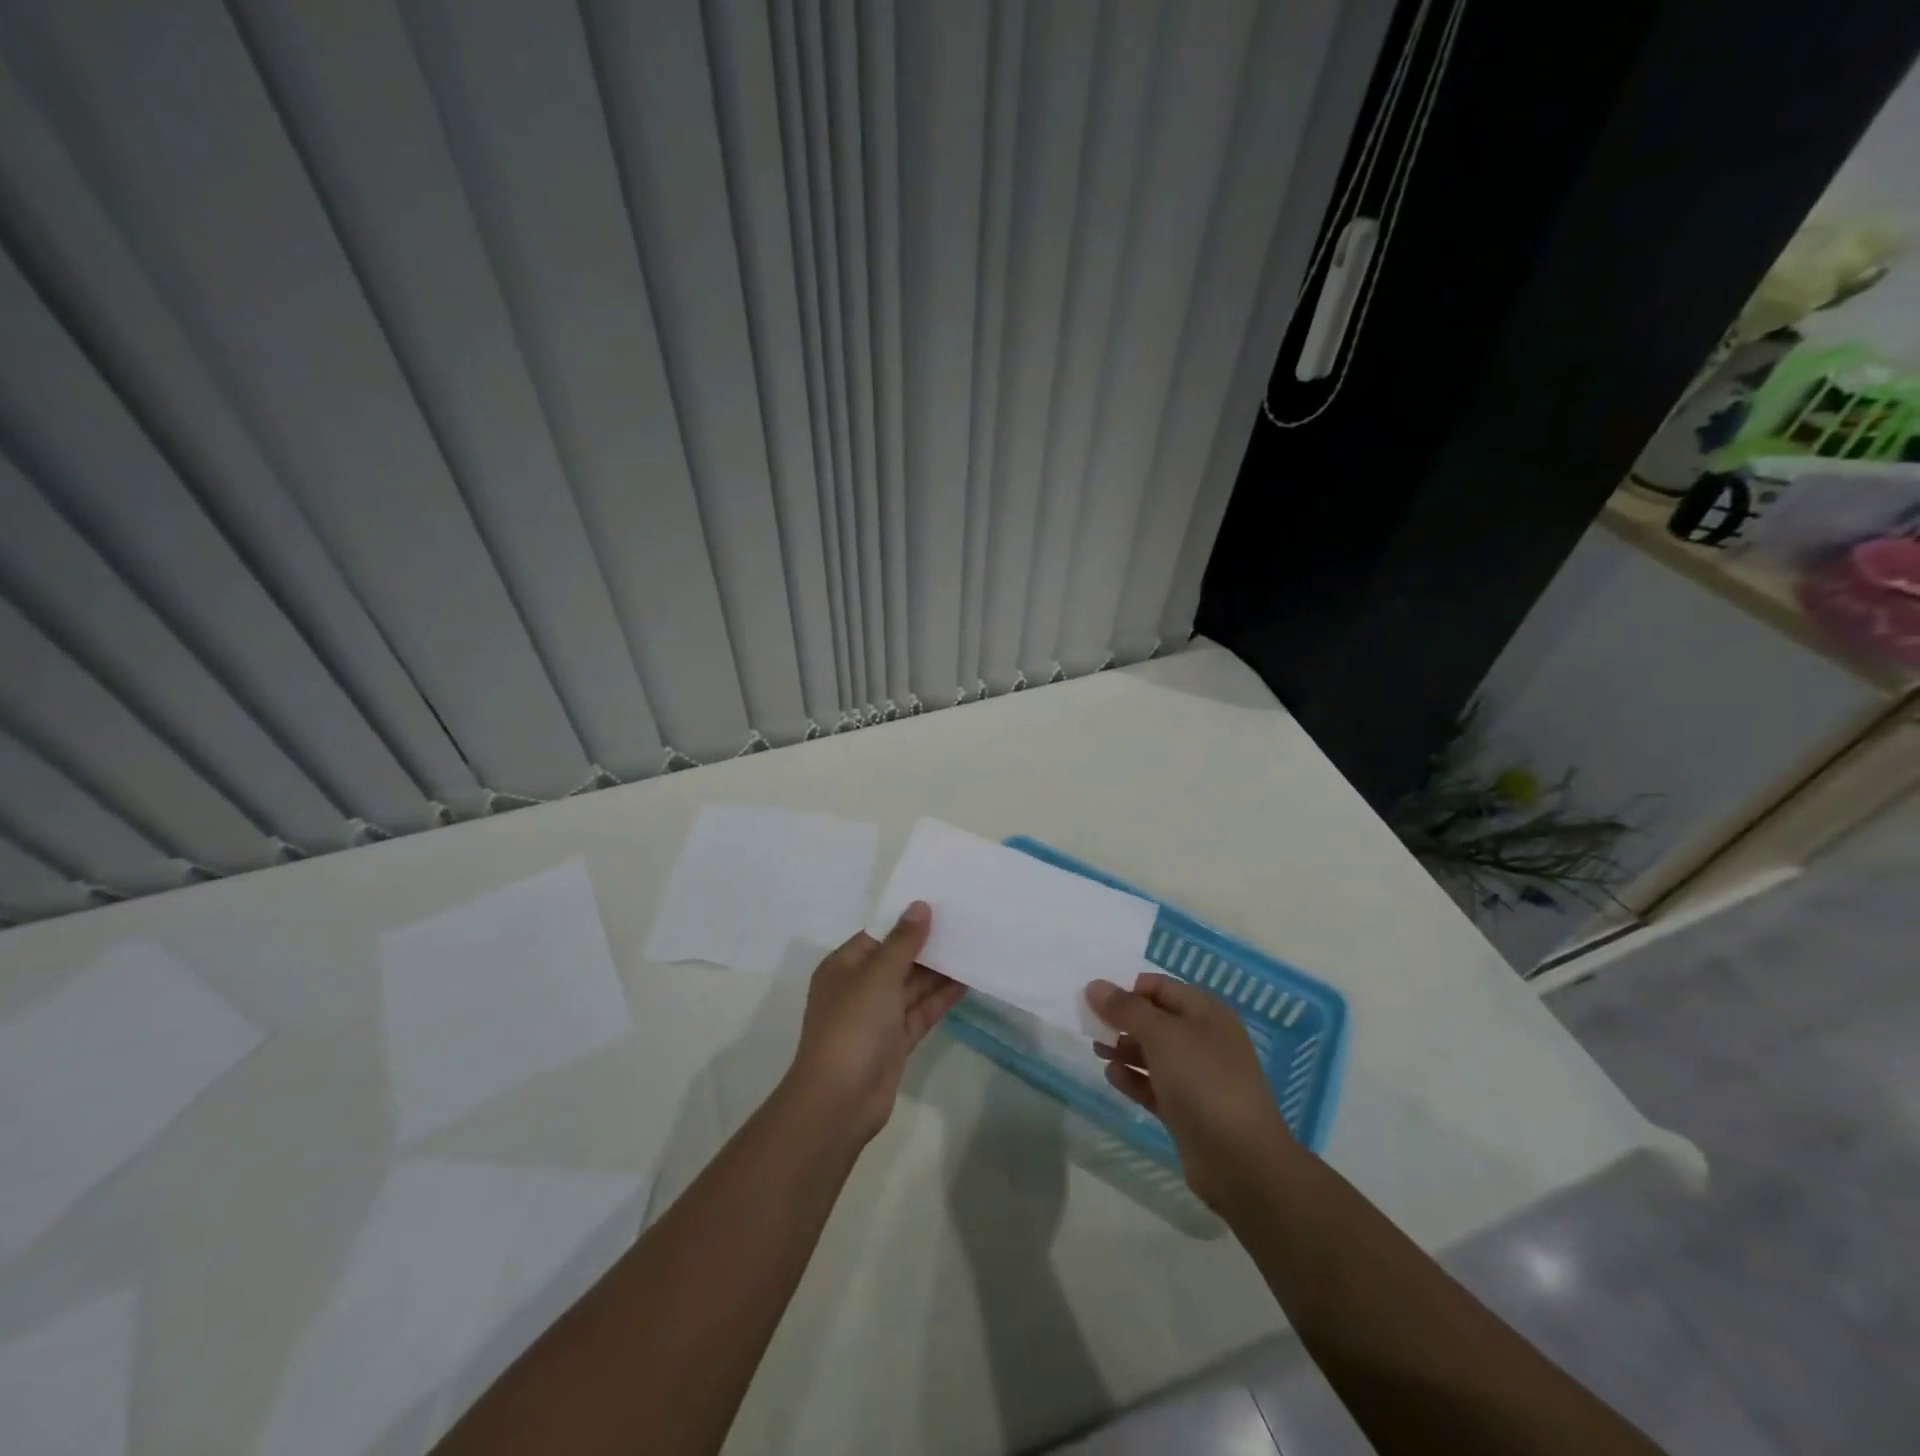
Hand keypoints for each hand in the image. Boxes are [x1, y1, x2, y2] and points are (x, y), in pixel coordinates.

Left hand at [785, 902, 964, 1142]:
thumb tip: (919, 906)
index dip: (906, 920)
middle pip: (897, 959)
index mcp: (844, 966)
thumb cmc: (853, 1025)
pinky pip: (920, 1012)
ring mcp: (878, 1016)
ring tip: (971, 948)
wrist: (840, 1099)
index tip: (940, 903)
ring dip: (938, 971)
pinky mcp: (895, 1041)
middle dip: (927, 945)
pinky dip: (940, 998)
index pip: (878, 935)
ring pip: (912, 986)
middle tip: (964, 923)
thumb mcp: (878, 975)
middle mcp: (859, 988)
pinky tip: (966, 982)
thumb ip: (903, 941)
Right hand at [1087, 972, 1295, 1210]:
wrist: (1241, 1160)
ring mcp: (1197, 1077)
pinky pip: (1154, 1085)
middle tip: (1091, 1027)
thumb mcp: (1161, 1035)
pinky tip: (1112, 1077)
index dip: (1128, 989)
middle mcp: (1203, 1040)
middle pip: (1155, 1020)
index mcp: (1206, 1013)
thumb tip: (1095, 985)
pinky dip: (1133, 1079)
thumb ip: (1126, 1008)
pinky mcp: (1187, 1110)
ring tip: (1097, 1052)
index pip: (1161, 987)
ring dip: (1124, 1050)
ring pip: (1153, 1053)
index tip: (1097, 1000)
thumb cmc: (1203, 1081)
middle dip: (1122, 1021)